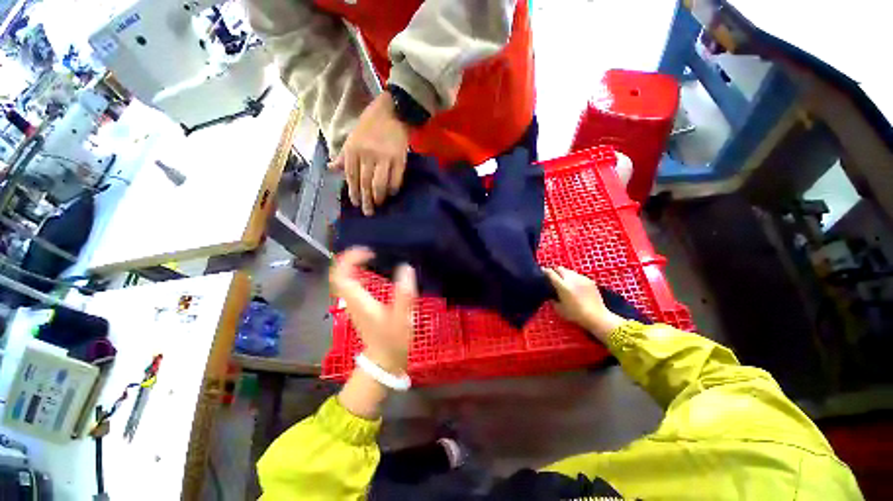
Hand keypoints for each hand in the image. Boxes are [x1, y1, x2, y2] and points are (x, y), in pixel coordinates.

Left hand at [329, 92, 410, 215]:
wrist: (393, 111)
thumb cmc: (370, 124)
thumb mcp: (352, 138)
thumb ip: (343, 156)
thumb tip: (331, 169)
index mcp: (353, 149)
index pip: (351, 176)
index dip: (353, 192)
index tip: (356, 204)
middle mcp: (367, 155)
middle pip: (364, 183)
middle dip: (366, 200)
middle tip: (368, 212)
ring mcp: (384, 157)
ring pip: (379, 183)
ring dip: (379, 197)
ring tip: (380, 205)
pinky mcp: (399, 158)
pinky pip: (396, 178)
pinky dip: (394, 188)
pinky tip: (392, 194)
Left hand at [330, 247, 416, 372]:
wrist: (384, 361)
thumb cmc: (393, 340)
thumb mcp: (402, 317)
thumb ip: (405, 294)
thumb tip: (406, 267)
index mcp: (358, 300)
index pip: (341, 274)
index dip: (350, 258)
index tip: (369, 252)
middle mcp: (351, 300)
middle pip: (339, 274)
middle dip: (351, 258)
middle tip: (370, 251)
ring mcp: (353, 304)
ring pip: (344, 278)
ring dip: (354, 265)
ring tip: (372, 256)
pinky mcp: (359, 306)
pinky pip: (352, 284)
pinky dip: (358, 273)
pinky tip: (374, 271)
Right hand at [544, 266, 623, 341]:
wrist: (597, 316)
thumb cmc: (575, 315)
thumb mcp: (559, 309)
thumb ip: (552, 300)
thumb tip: (550, 295)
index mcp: (562, 286)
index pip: (551, 273)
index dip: (545, 271)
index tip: (542, 272)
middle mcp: (571, 279)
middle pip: (560, 268)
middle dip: (555, 271)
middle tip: (553, 277)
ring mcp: (582, 278)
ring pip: (569, 271)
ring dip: (565, 274)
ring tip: (564, 281)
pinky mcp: (589, 280)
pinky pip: (578, 275)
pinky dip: (574, 278)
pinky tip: (575, 286)